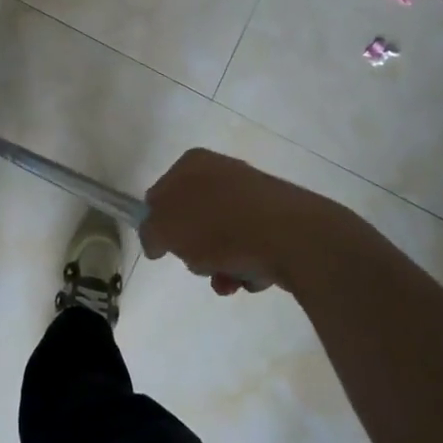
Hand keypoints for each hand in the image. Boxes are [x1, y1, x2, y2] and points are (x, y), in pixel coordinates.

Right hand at [139, 149, 337, 296]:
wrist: (292, 237)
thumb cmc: (219, 228)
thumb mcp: (165, 229)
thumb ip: (150, 232)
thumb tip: (156, 240)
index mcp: (192, 164)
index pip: (160, 194)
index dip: (158, 224)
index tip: (165, 249)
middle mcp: (223, 171)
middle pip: (193, 220)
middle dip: (194, 250)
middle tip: (198, 263)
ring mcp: (253, 195)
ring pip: (222, 238)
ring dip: (219, 265)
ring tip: (229, 279)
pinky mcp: (279, 219)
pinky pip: (251, 247)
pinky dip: (247, 266)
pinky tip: (253, 276)